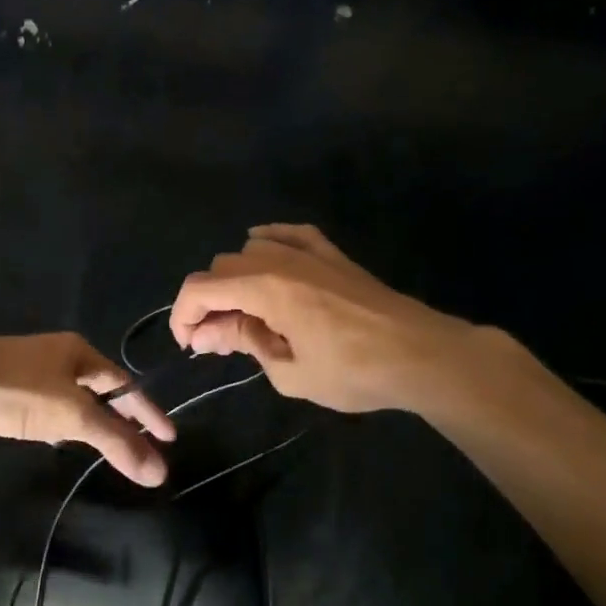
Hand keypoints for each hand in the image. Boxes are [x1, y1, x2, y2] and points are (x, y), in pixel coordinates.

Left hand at [0, 333, 175, 486]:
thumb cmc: (22, 391)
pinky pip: (47, 400)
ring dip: (92, 417)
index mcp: (80, 352)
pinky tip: (54, 434)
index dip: (147, 412)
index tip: (169, 437)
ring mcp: (29, 365)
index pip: (125, 383)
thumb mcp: (74, 416)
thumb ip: (116, 443)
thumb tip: (159, 472)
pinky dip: (62, 418)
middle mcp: (58, 352)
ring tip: (105, 442)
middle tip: (140, 443)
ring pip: (72, 393)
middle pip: (100, 386)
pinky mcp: (5, 381)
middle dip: (121, 415)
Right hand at [169, 224, 521, 421]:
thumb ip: (245, 343)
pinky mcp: (332, 254)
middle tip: (218, 339)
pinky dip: (268, 242)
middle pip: (221, 268)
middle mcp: (278, 260)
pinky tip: (266, 256)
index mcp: (264, 288)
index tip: (189, 343)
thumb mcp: (290, 371)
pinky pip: (288, 233)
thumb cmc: (354, 372)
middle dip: (209, 302)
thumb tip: (209, 332)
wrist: (422, 355)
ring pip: (249, 249)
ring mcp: (308, 252)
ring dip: (235, 278)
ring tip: (245, 311)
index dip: (183, 314)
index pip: (201, 288)